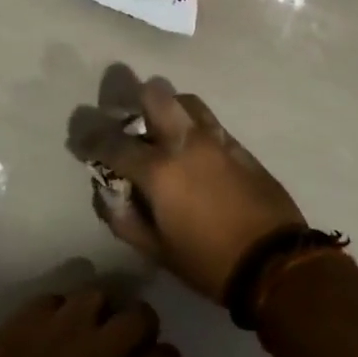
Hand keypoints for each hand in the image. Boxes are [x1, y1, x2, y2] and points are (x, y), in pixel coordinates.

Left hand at [0, 287, 184, 356]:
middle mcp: (102, 350)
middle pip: (142, 315)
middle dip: (140, 330)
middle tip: (123, 348)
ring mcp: (66, 325)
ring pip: (101, 296)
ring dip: (100, 314)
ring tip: (87, 333)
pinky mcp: (33, 312)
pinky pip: (60, 298)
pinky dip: (61, 313)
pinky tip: (53, 332)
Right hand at [67, 65, 305, 303]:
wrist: (276, 262)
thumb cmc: (209, 262)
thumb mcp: (157, 251)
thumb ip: (124, 218)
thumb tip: (105, 193)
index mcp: (159, 170)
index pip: (113, 142)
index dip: (90, 139)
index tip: (81, 141)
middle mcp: (185, 142)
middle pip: (154, 94)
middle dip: (132, 99)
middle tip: (124, 117)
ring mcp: (215, 138)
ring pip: (184, 99)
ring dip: (165, 107)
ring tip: (158, 128)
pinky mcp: (238, 144)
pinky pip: (208, 119)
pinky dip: (191, 122)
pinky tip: (189, 145)